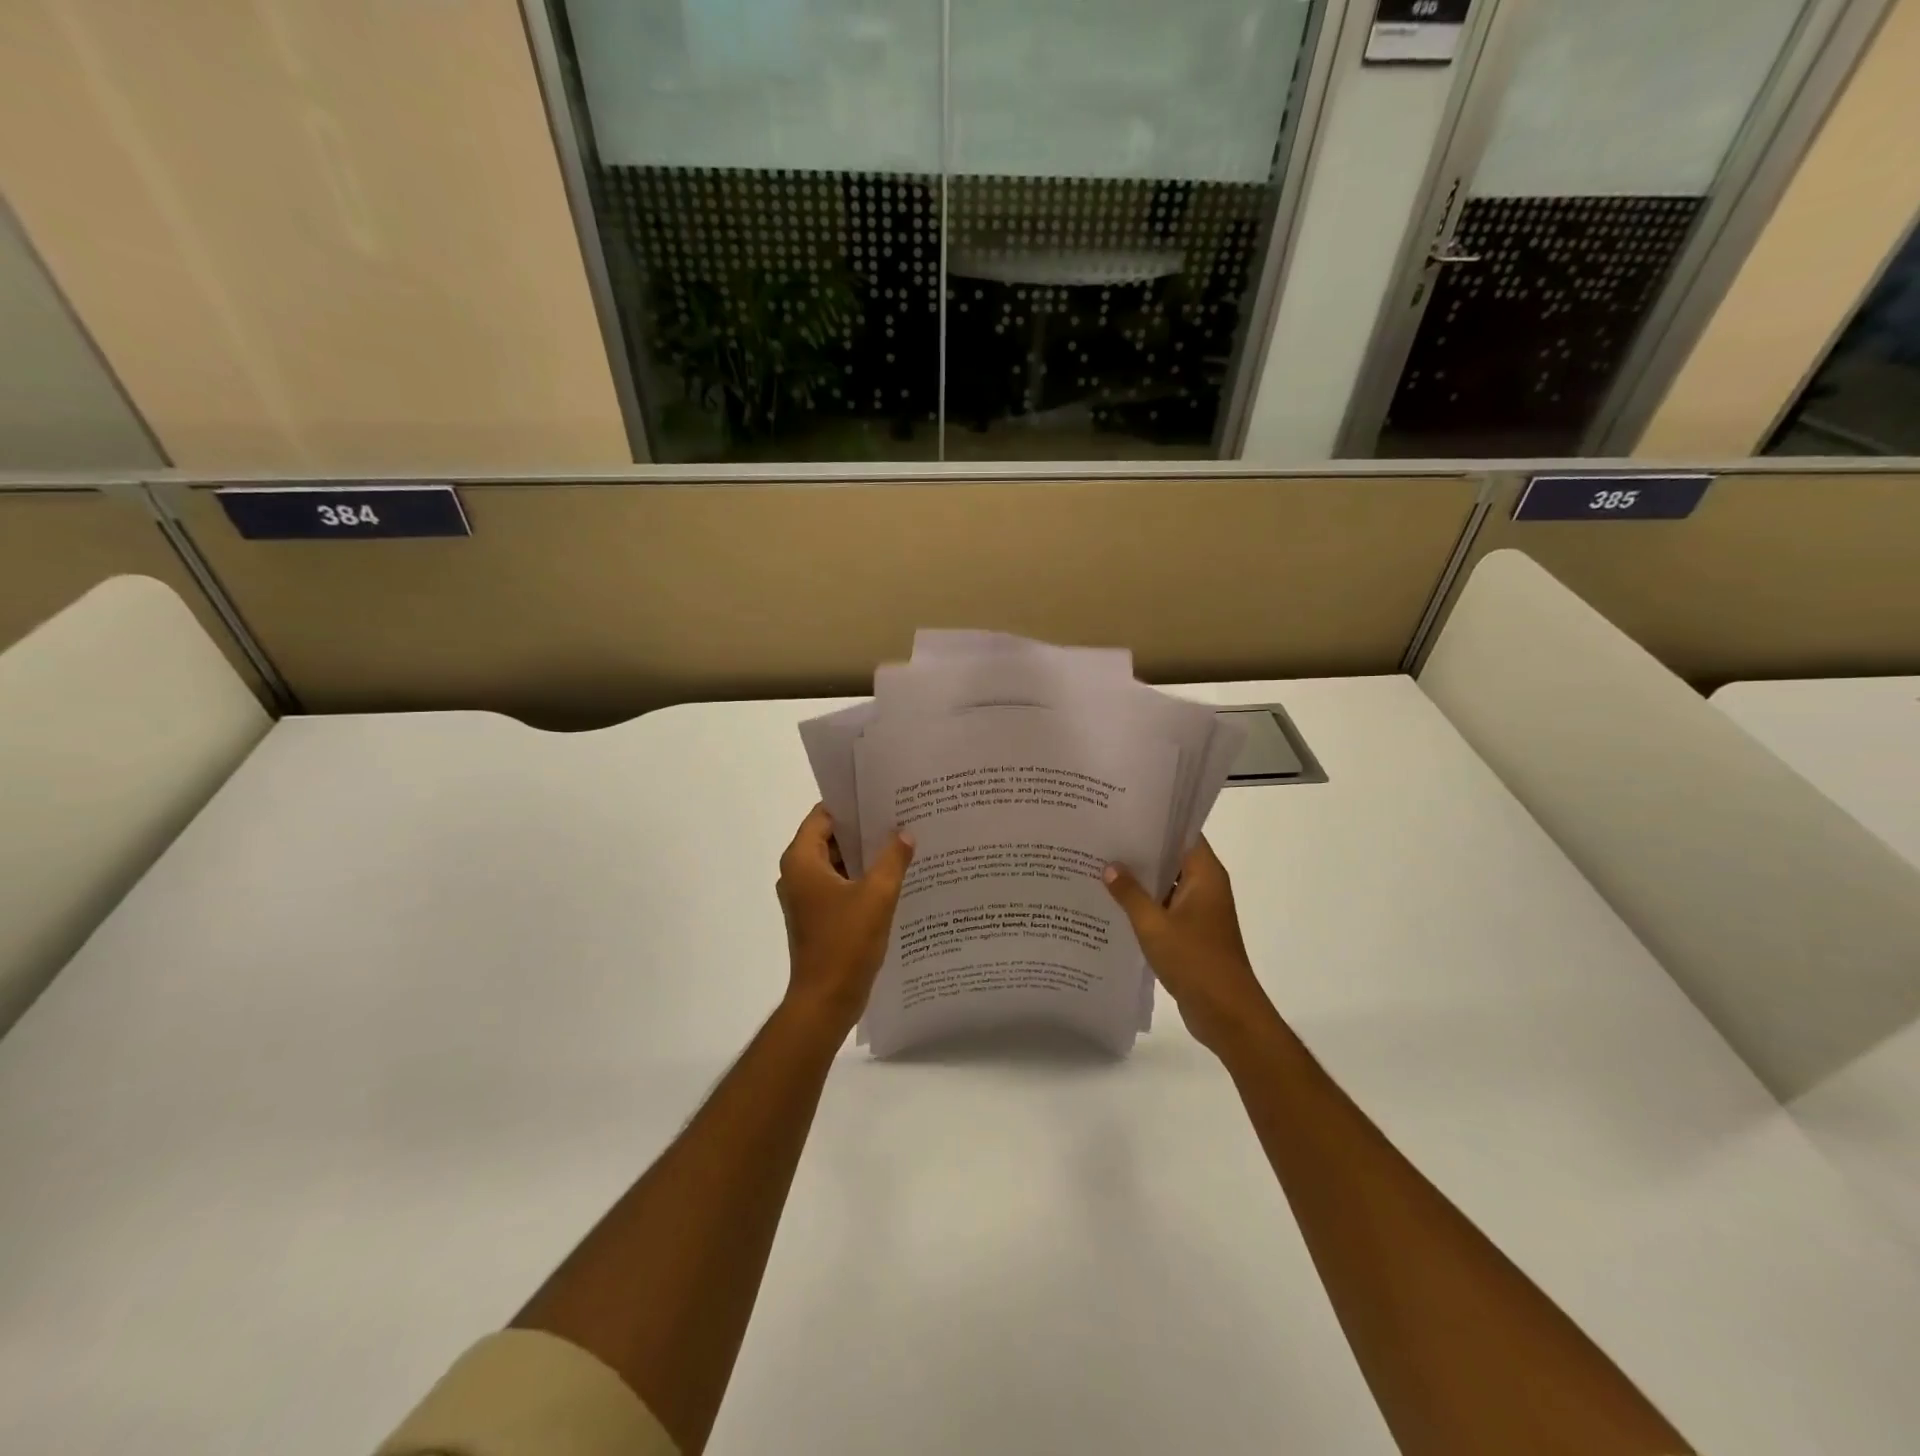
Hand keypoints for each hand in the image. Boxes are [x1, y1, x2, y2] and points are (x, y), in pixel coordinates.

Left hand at [776, 805, 915, 1038]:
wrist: (826, 1001)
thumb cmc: (845, 943)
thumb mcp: (877, 895)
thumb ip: (892, 859)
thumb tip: (905, 833)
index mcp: (802, 861)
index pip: (824, 816)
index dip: (851, 804)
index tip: (882, 796)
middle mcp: (798, 874)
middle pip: (831, 838)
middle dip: (863, 829)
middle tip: (899, 816)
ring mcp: (807, 897)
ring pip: (838, 863)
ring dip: (865, 856)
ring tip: (902, 843)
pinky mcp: (818, 916)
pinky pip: (841, 885)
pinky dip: (862, 879)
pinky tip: (894, 877)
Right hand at [1105, 838, 1280, 1057]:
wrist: (1227, 1014)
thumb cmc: (1195, 962)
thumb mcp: (1154, 925)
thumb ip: (1130, 894)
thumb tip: (1109, 866)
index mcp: (1206, 875)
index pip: (1183, 834)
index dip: (1156, 821)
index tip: (1124, 812)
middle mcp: (1206, 887)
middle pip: (1173, 858)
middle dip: (1141, 850)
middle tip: (1103, 837)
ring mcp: (1200, 912)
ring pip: (1167, 884)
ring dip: (1140, 879)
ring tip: (1101, 865)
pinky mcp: (1192, 933)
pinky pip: (1165, 908)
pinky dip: (1144, 904)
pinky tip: (1113, 903)